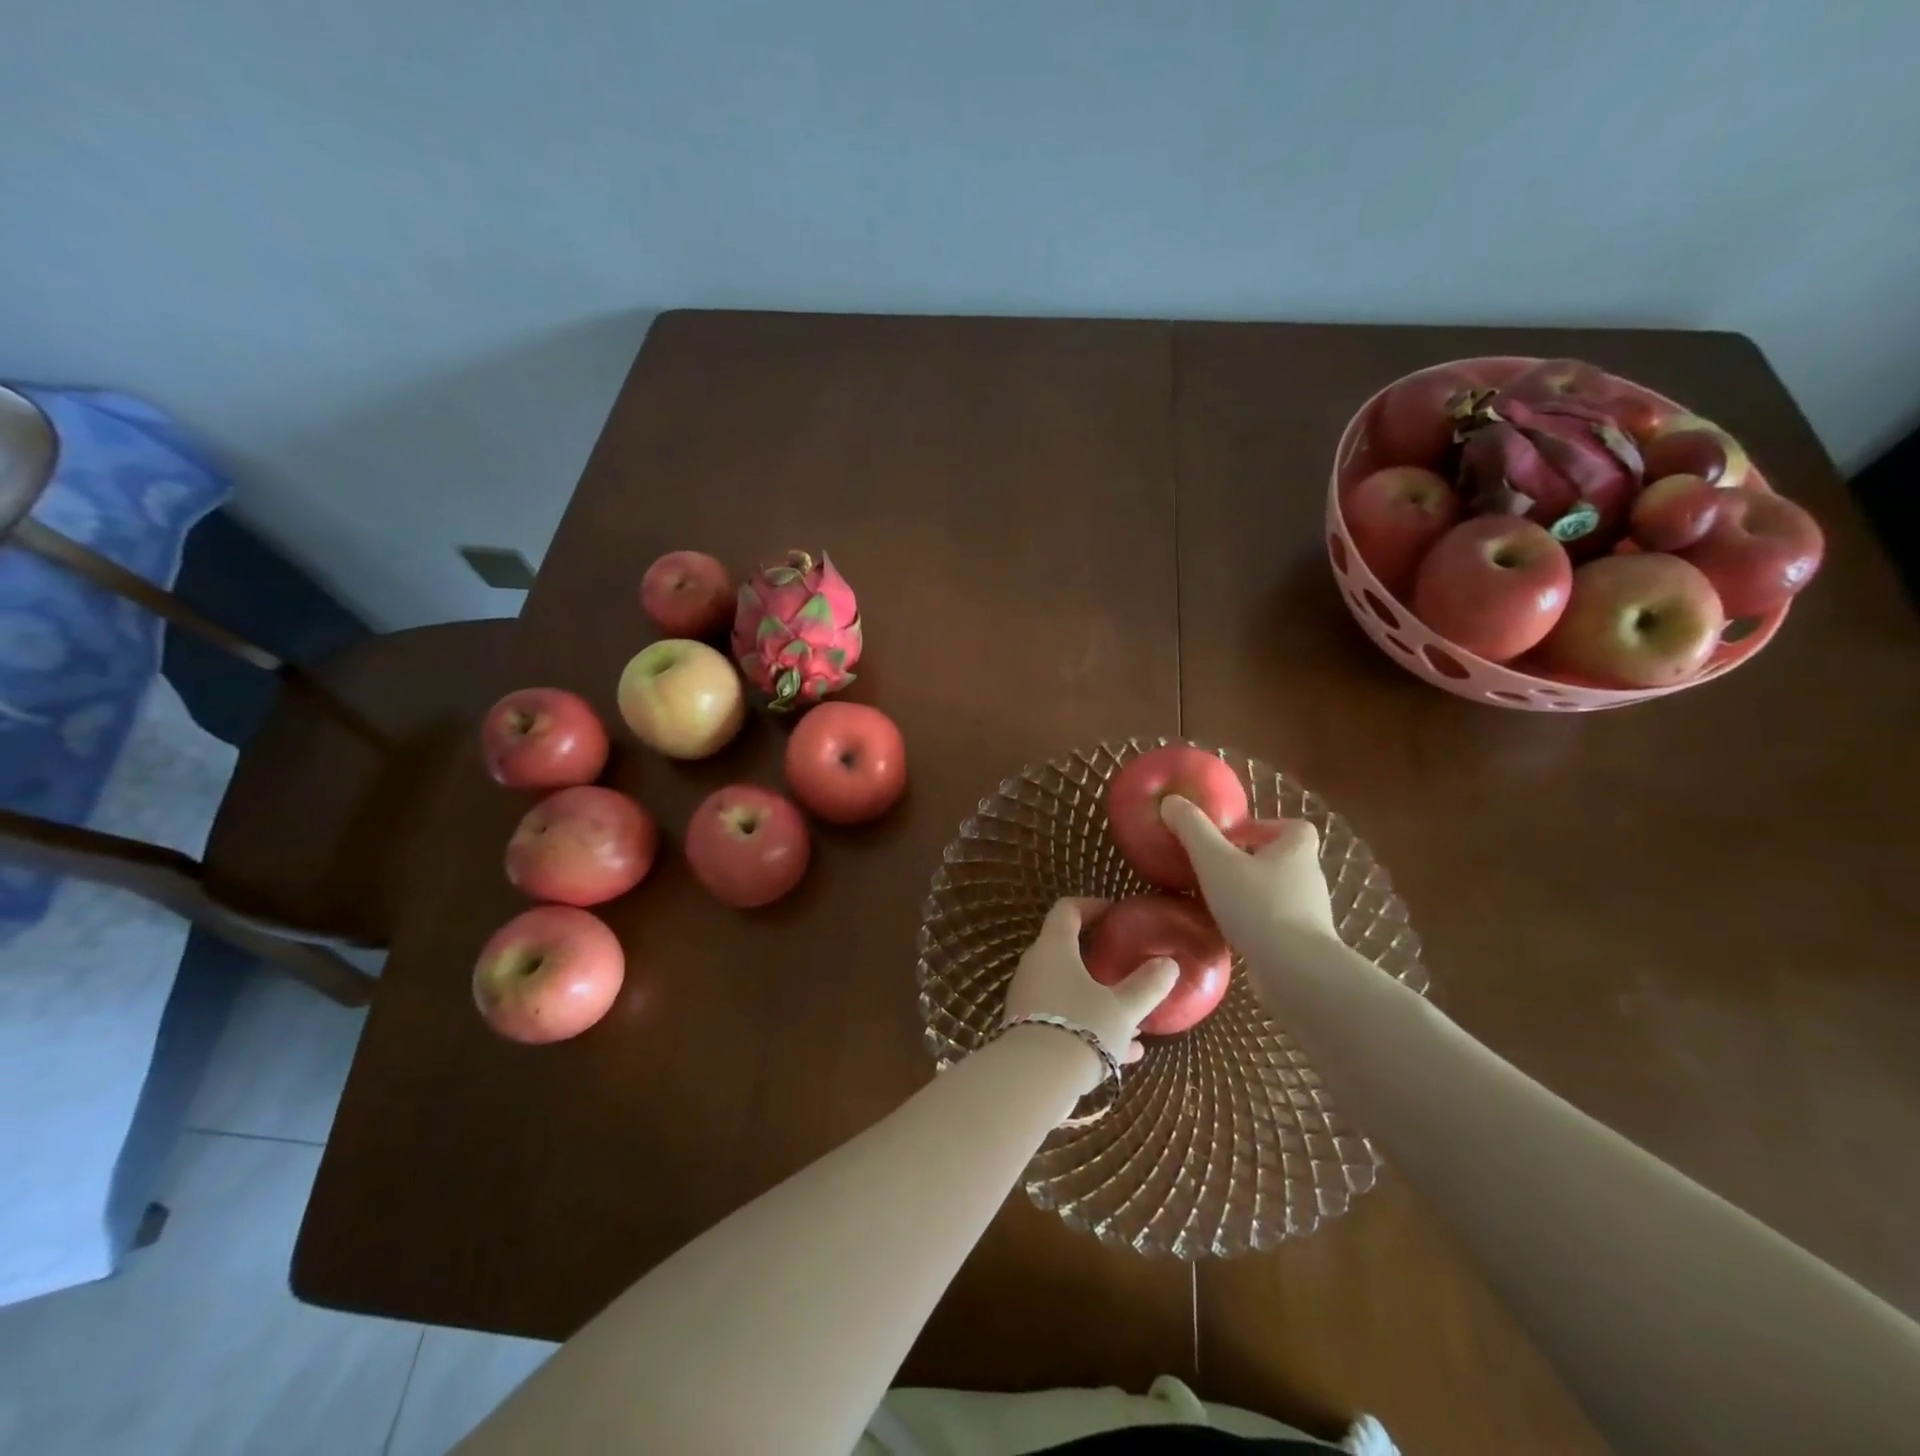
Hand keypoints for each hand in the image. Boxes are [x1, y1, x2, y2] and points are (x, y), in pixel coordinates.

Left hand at [1003, 898, 1179, 1080]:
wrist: (1033, 1080)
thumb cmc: (1081, 1028)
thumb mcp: (1123, 1008)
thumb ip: (1148, 985)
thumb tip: (1169, 964)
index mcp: (1054, 947)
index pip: (1067, 910)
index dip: (1091, 906)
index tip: (1115, 914)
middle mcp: (1036, 967)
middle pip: (1066, 951)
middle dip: (1099, 960)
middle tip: (1126, 965)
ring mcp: (1028, 999)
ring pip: (1068, 990)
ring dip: (1099, 1000)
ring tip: (1135, 1019)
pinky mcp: (1027, 1030)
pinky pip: (1063, 1019)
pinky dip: (1090, 1027)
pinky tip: (1125, 1053)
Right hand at [1159, 796, 1338, 952]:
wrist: (1295, 971)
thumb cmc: (1257, 905)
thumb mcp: (1215, 860)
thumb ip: (1192, 829)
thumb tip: (1170, 801)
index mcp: (1297, 850)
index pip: (1293, 827)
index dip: (1264, 827)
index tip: (1233, 838)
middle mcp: (1309, 879)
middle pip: (1283, 860)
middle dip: (1251, 861)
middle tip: (1216, 868)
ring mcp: (1310, 914)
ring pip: (1279, 893)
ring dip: (1252, 893)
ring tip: (1217, 901)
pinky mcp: (1303, 945)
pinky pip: (1276, 924)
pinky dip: (1255, 924)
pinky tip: (1229, 933)